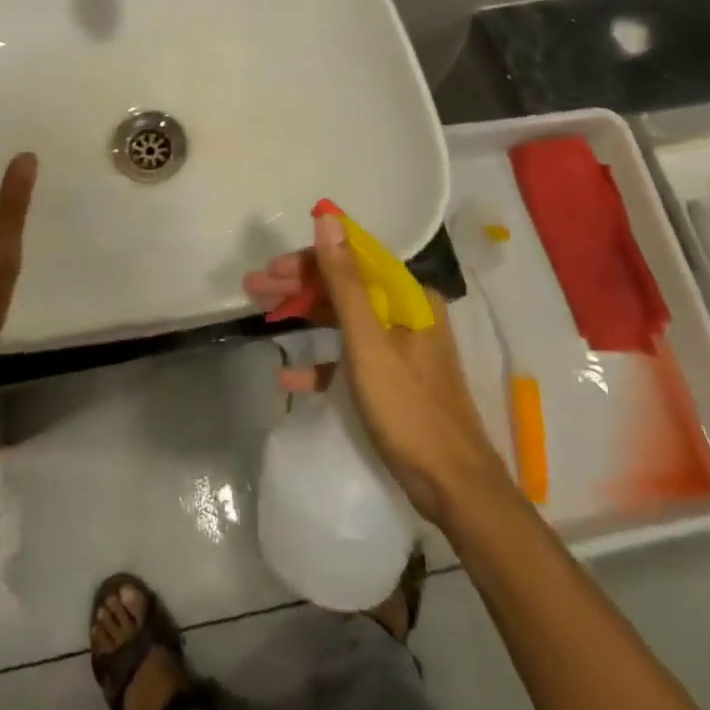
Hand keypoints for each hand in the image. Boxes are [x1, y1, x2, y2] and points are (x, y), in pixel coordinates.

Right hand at [244, 214, 508, 524]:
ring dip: (304, 316)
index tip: (271, 267)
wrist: (455, 489)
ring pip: (344, 319)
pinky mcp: (393, 380)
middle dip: (299, 285)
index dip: (309, 258)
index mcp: (407, 296)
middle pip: (345, 287)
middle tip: (254, 288)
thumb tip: (328, 219)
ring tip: (262, 316)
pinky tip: (289, 376)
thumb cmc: (409, 409)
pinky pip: (351, 358)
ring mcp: (401, 348)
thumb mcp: (369, 342)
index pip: (353, 259)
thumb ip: (345, 281)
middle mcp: (406, 313)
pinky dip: (321, 362)